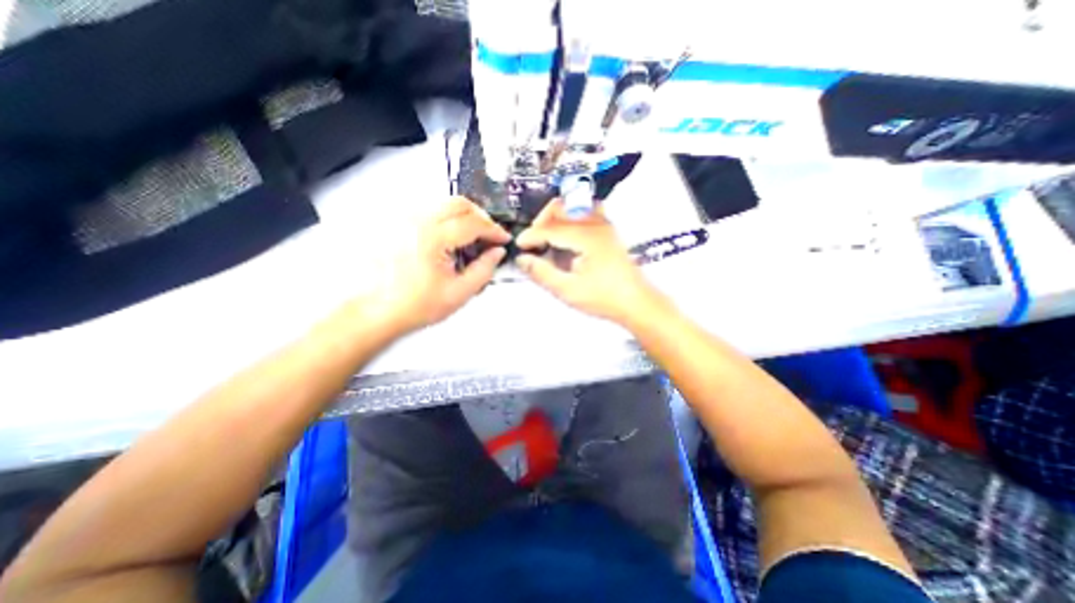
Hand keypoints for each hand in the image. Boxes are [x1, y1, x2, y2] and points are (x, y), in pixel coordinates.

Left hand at [362, 199, 509, 336]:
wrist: (377, 311)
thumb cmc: (416, 305)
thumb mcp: (460, 293)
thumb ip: (484, 269)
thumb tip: (497, 252)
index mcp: (433, 238)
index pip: (473, 222)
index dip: (494, 229)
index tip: (504, 238)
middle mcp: (417, 222)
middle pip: (459, 203)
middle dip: (481, 216)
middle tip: (490, 234)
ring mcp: (405, 220)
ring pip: (443, 203)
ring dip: (464, 216)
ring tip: (472, 237)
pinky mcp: (398, 225)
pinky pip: (429, 211)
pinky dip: (447, 219)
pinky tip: (450, 238)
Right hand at [514, 201, 669, 327]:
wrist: (636, 302)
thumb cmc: (604, 298)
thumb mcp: (568, 290)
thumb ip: (542, 273)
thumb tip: (522, 259)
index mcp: (585, 236)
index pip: (550, 227)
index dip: (530, 236)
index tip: (519, 247)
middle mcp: (595, 223)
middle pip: (560, 207)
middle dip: (541, 221)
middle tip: (533, 242)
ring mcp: (604, 224)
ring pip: (572, 205)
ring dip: (555, 217)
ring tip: (548, 237)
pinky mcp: (608, 230)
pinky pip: (584, 211)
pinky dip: (570, 217)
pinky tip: (567, 236)